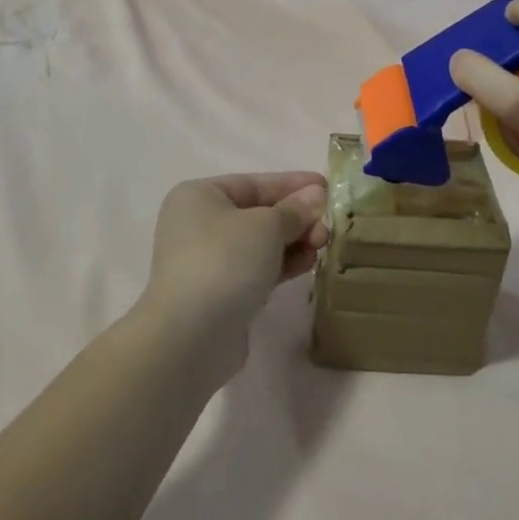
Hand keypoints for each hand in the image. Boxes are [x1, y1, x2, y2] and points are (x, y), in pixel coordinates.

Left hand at [141, 172, 329, 381]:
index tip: (327, 186)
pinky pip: (256, 269)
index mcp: (199, 196)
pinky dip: (281, 264)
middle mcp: (198, 224)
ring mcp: (207, 261)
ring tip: (322, 244)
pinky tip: (307, 264)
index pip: (254, 183)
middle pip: (257, 213)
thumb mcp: (266, 226)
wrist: (191, 335)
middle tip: (328, 225)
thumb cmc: (225, 261)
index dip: (293, 184)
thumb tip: (316, 194)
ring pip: (259, 243)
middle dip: (296, 218)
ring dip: (292, 242)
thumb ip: (294, 210)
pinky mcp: (218, 293)